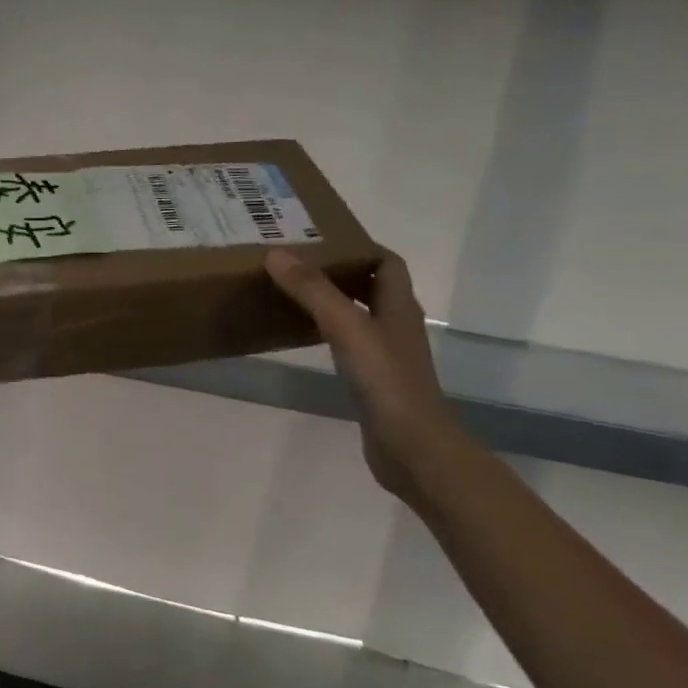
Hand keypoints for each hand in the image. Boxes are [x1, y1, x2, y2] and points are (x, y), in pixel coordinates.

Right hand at [265, 250, 464, 500]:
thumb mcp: (347, 329)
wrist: (412, 449)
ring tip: (291, 291)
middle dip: (339, 270)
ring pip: (358, 315)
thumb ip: (313, 291)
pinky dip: (327, 332)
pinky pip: (348, 343)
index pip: (385, 262)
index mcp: (398, 307)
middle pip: (371, 286)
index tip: (319, 238)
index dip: (358, 246)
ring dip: (331, 300)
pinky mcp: (373, 381)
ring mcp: (385, 355)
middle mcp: (395, 325)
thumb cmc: (386, 383)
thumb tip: (276, 253)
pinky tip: (303, 336)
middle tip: (295, 262)